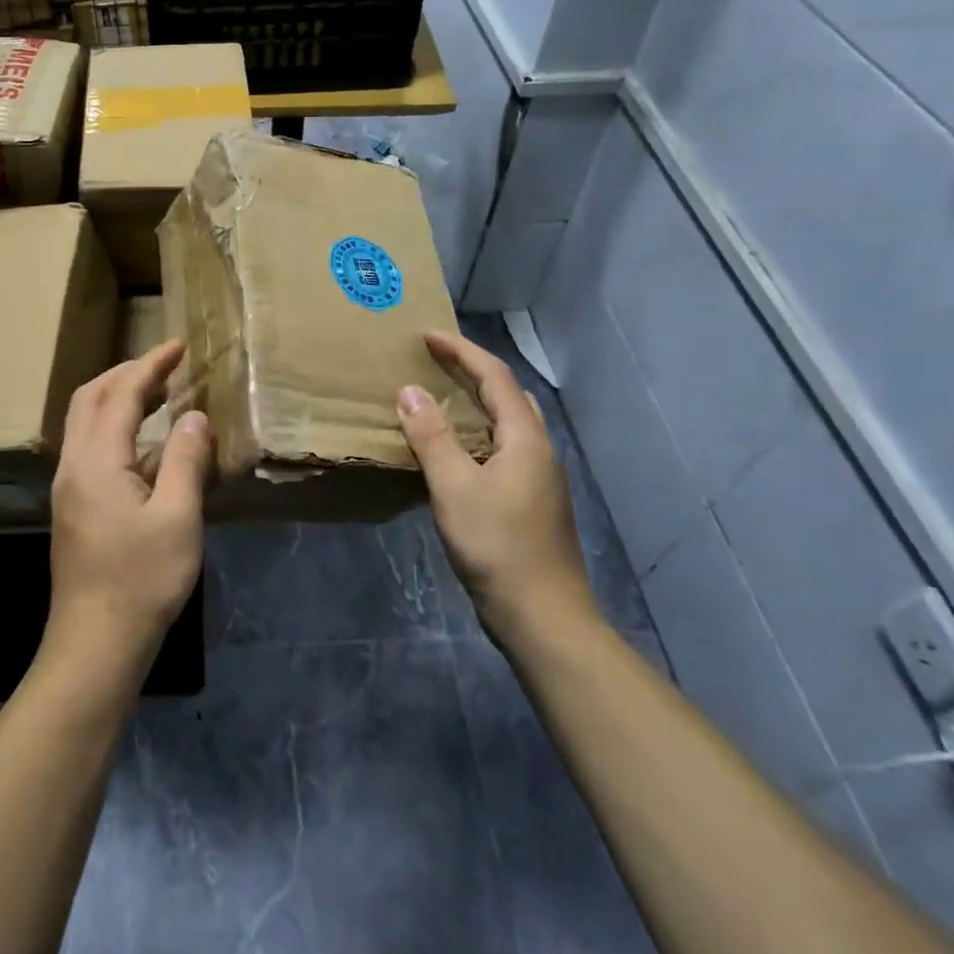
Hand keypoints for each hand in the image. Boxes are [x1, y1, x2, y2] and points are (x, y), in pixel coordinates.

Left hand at [47, 341, 211, 666]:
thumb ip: (185, 459)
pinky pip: (89, 443)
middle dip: (127, 373)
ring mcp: (68, 486)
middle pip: (90, 397)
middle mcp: (74, 464)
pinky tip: (143, 442)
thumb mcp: (177, 517)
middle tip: (167, 366)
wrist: (95, 643)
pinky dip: (114, 424)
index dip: (150, 365)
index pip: (121, 393)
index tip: (178, 346)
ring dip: (117, 397)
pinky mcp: (72, 506)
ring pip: (85, 420)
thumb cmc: (141, 580)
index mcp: (97, 460)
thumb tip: (194, 416)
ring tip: (159, 395)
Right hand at [397, 331, 594, 637]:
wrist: (544, 618)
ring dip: (476, 403)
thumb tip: (409, 391)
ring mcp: (539, 477)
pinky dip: (477, 434)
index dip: (461, 351)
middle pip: (508, 394)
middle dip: (472, 371)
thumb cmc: (497, 547)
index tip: (426, 336)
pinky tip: (453, 452)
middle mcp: (538, 449)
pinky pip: (503, 448)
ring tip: (439, 400)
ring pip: (508, 423)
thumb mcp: (454, 488)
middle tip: (433, 363)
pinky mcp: (532, 501)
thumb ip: (431, 437)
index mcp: (525, 438)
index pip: (494, 376)